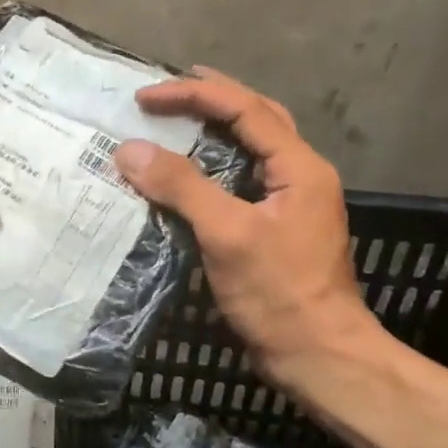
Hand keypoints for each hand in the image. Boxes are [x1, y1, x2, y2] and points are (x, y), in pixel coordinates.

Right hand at [115, 67, 382, 386]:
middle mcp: (299, 174)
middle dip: (210, 98)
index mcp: (299, 166)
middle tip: (166, 91)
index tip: (145, 97)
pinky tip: (185, 171)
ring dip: (213, 127)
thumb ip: (181, 187)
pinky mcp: (274, 226)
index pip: (244, 109)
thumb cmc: (278, 293)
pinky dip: (211, 164)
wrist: (318, 356)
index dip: (193, 95)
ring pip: (250, 146)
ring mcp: (289, 201)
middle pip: (255, 117)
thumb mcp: (227, 234)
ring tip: (174, 119)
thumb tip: (129, 149)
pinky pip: (240, 178)